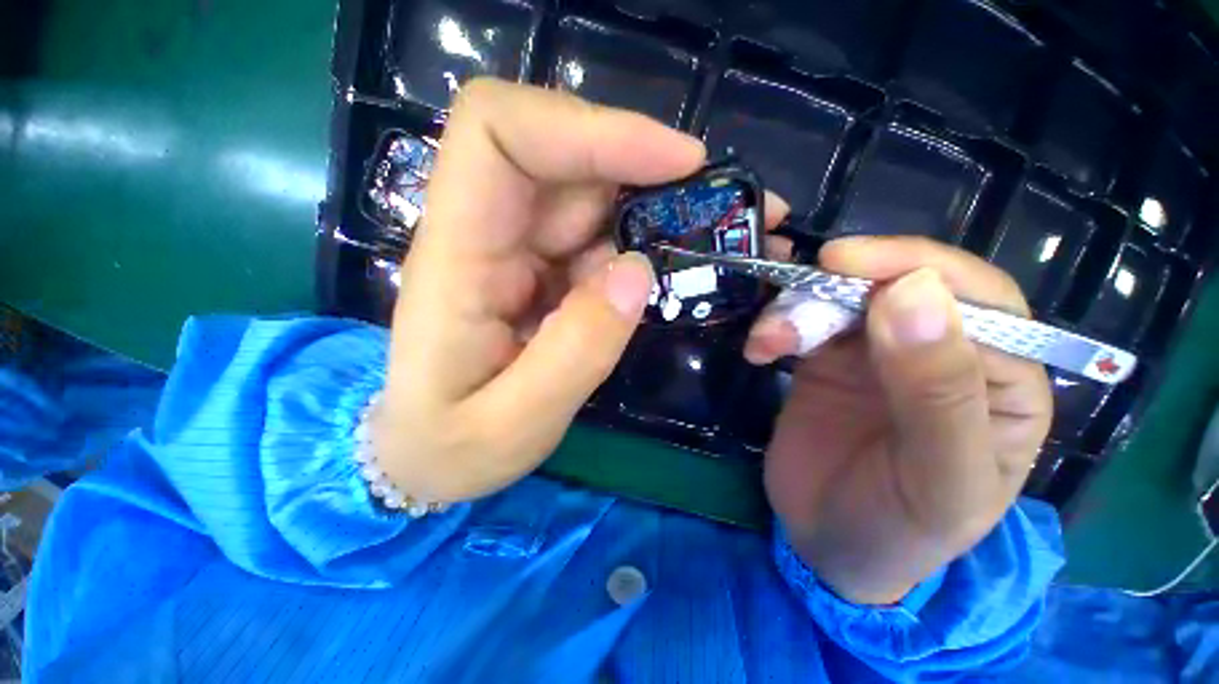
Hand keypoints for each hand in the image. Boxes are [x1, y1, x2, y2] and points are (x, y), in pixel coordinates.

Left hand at [371, 79, 705, 502]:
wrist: (424, 454)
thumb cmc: (451, 446)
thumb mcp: (514, 423)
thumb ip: (577, 351)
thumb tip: (638, 270)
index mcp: (457, 256)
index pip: (499, 132)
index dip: (588, 126)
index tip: (675, 159)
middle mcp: (484, 234)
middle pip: (561, 153)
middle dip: (643, 167)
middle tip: (715, 207)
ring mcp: (515, 250)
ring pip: (588, 192)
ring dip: (652, 206)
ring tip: (711, 240)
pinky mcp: (540, 271)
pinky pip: (597, 237)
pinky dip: (640, 243)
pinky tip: (669, 273)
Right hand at [745, 237, 1052, 604]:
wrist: (827, 545)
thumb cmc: (899, 528)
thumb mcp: (937, 481)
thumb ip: (937, 391)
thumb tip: (910, 292)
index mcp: (1003, 380)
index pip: (979, 299)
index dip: (914, 267)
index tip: (843, 262)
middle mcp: (943, 353)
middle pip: (898, 287)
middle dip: (837, 288)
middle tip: (786, 311)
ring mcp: (878, 353)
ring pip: (841, 299)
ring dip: (795, 309)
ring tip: (765, 343)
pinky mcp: (825, 360)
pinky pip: (802, 320)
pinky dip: (776, 324)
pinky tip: (759, 350)